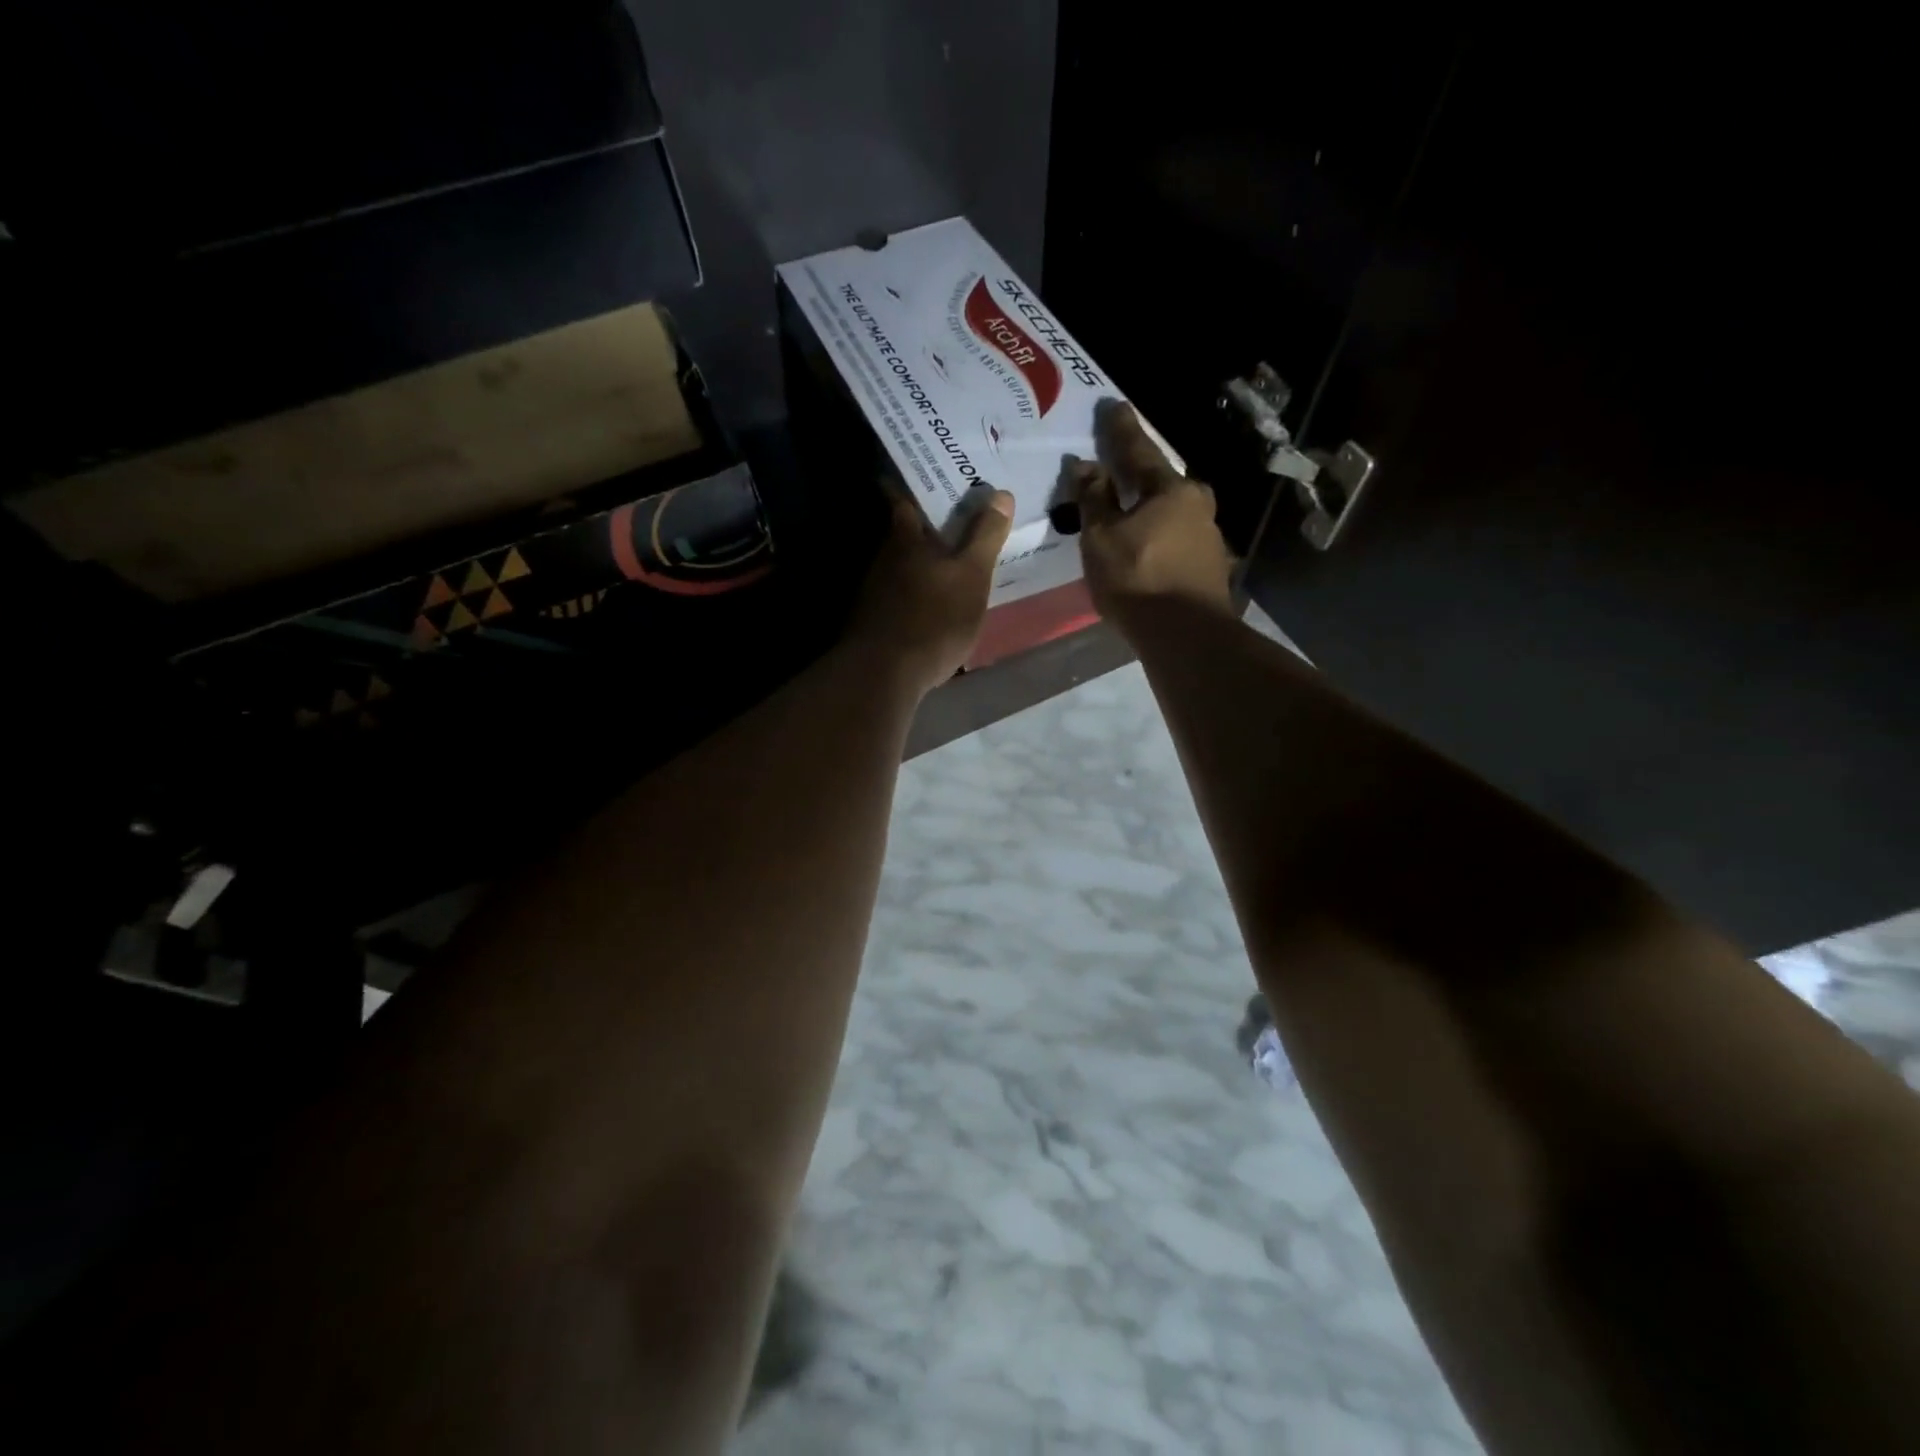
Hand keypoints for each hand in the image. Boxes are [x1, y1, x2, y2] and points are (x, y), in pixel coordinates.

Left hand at [846, 487, 1014, 697]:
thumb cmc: (934, 617)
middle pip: (904, 535)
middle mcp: (884, 559)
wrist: (885, 674)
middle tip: (957, 523)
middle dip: (926, 528)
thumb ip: (985, 536)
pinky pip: (900, 599)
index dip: (915, 486)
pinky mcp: (875, 624)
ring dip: (923, 566)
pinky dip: (917, 596)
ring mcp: (874, 593)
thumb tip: (1000, 494)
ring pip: (902, 568)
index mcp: (905, 539)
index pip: (903, 499)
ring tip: (951, 567)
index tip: (929, 477)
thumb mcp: (972, 575)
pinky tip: (934, 608)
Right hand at [1073, 401, 1235, 626]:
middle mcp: (1197, 504)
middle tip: (1119, 465)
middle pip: (1161, 481)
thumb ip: (1094, 499)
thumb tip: (1086, 465)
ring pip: (1170, 512)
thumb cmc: (1138, 579)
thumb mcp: (1102, 538)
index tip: (1113, 406)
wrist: (1186, 636)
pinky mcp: (1209, 567)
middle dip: (1139, 473)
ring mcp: (1208, 537)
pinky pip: (1175, 538)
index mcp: (1171, 489)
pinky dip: (1156, 536)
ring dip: (1148, 508)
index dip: (1120, 430)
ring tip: (1126, 511)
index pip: (1139, 451)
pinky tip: (1143, 547)